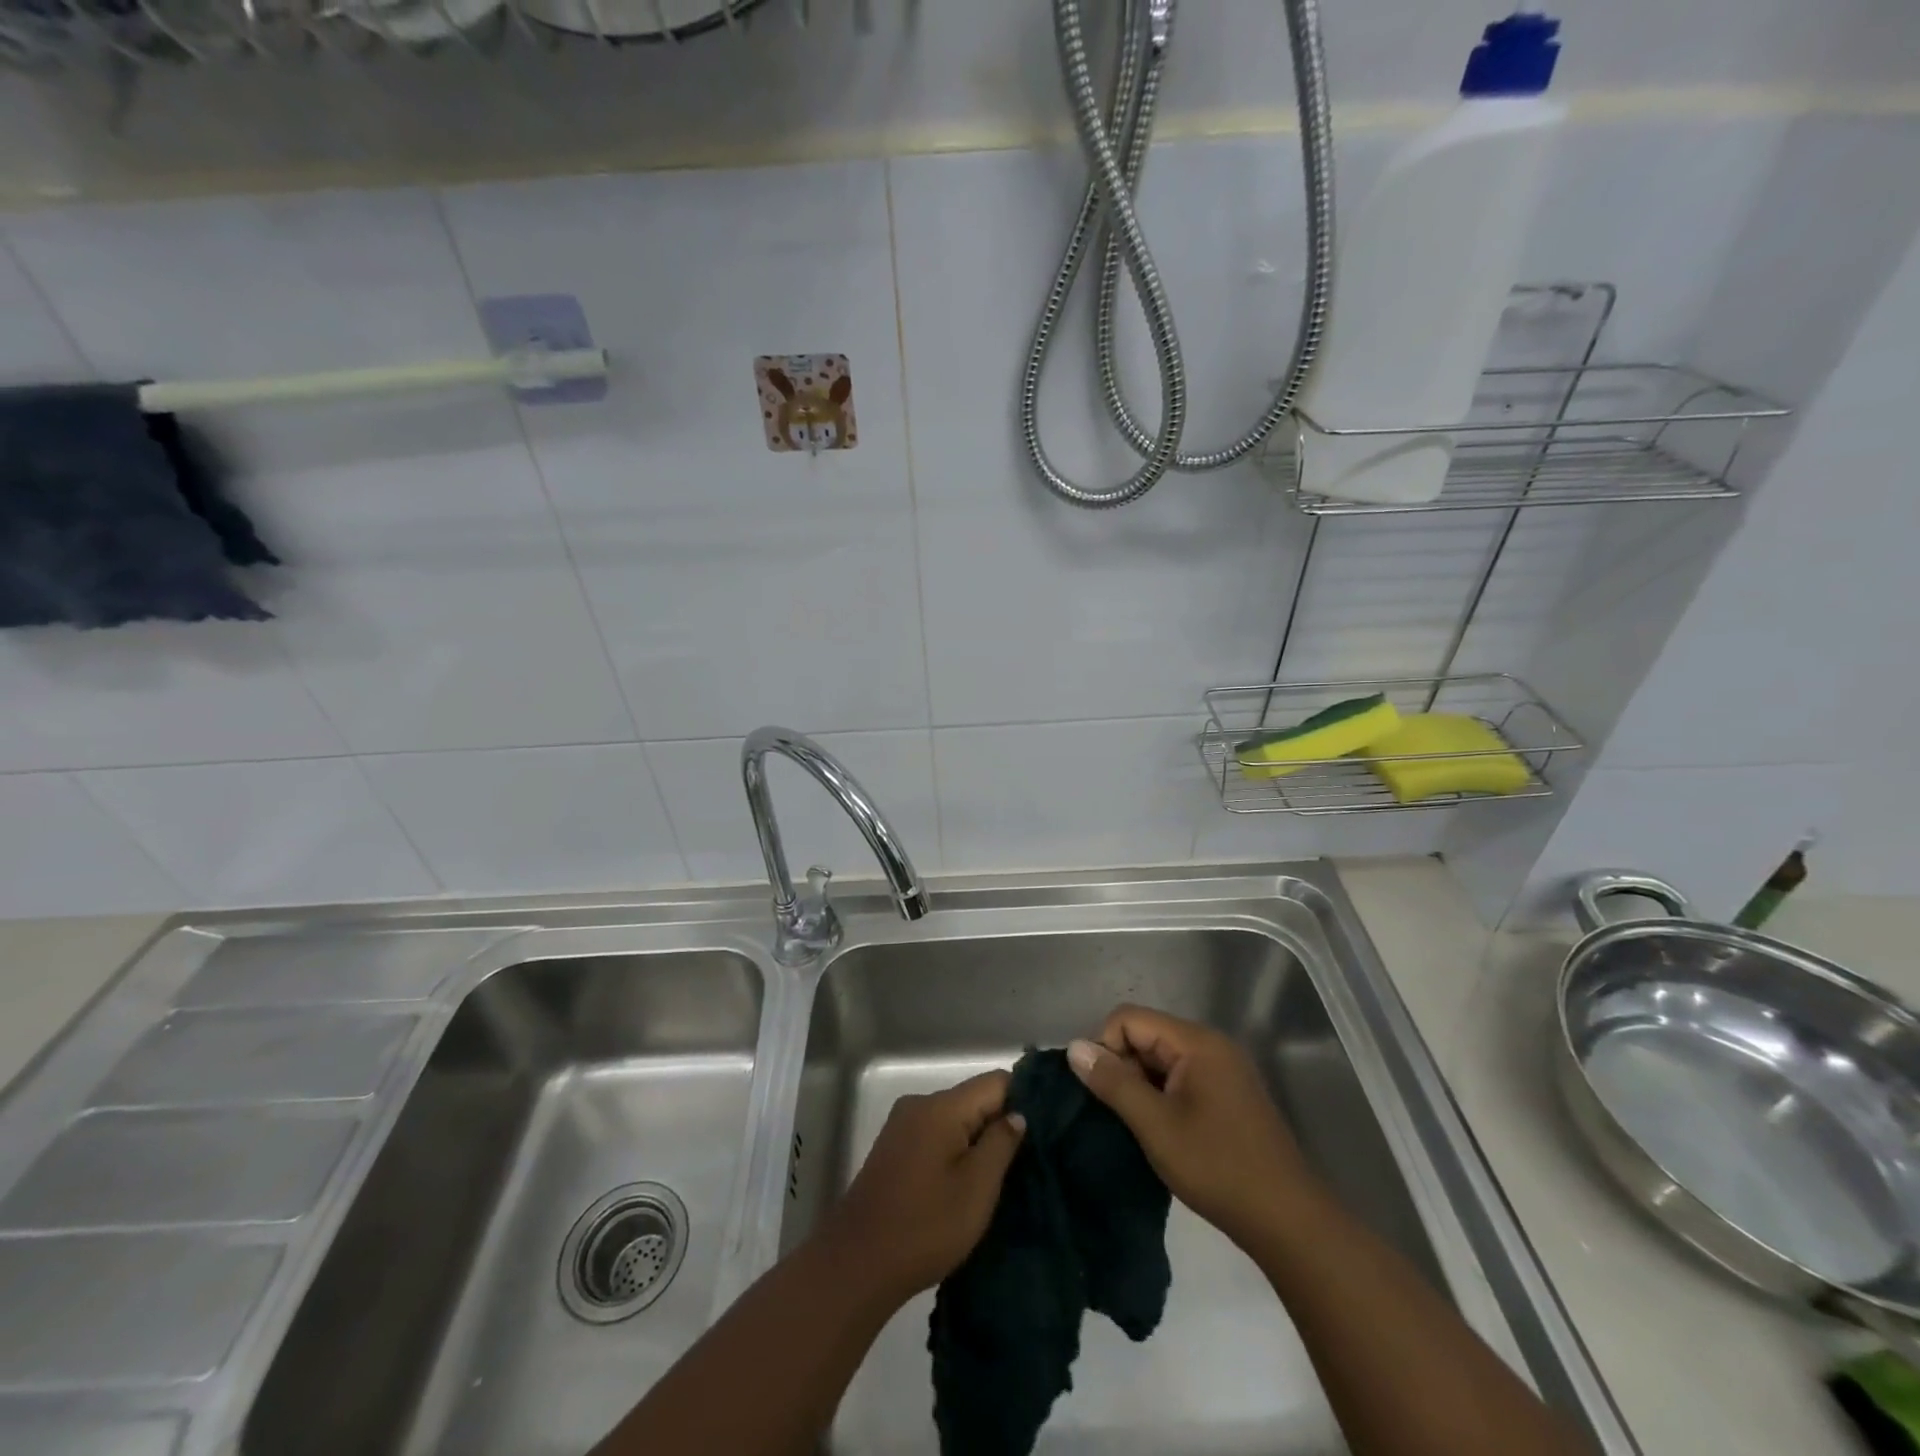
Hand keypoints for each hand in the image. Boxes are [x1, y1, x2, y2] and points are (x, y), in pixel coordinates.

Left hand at [820, 1070, 1025, 1303]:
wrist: (858, 1264)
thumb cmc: (925, 1226)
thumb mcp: (976, 1188)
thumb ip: (1001, 1143)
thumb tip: (1017, 1114)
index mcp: (941, 1107)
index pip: (995, 1082)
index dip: (1024, 1100)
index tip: (1046, 1129)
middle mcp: (919, 1104)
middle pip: (974, 1099)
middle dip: (1000, 1124)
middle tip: (1030, 1160)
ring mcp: (903, 1126)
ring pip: (955, 1119)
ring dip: (978, 1142)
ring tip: (1003, 1176)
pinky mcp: (894, 1149)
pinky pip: (936, 1135)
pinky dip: (956, 1151)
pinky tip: (968, 1183)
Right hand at [1068, 1005, 1322, 1250]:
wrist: (1288, 1221)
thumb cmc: (1218, 1168)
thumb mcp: (1156, 1125)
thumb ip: (1113, 1082)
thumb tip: (1074, 1048)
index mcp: (1196, 1042)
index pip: (1129, 1018)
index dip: (1105, 1047)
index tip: (1101, 1091)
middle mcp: (1211, 1045)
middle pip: (1146, 1034)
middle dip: (1122, 1066)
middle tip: (1118, 1113)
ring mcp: (1223, 1069)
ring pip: (1160, 1057)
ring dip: (1140, 1083)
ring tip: (1136, 1124)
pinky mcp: (1227, 1093)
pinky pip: (1180, 1076)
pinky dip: (1160, 1094)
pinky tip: (1159, 1129)